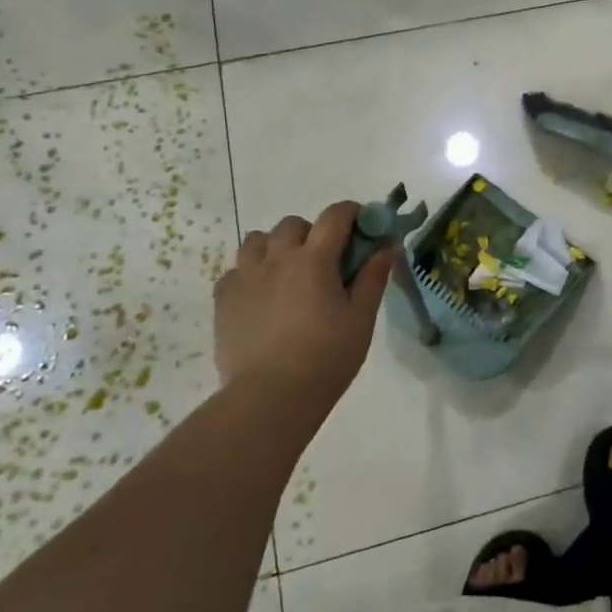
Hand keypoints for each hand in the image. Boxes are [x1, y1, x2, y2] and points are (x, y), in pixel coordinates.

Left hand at [212, 203, 395, 412]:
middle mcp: (276, 258)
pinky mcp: (223, 300)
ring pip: (257, 240)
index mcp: (314, 259)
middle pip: (293, 224)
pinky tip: (262, 298)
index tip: (364, 227)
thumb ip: (374, 277)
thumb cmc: (326, 358)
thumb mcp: (361, 318)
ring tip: (288, 275)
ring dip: (276, 247)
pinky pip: (235, 270)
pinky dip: (250, 273)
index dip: (353, 213)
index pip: (335, 215)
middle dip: (313, 233)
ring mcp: (245, 277)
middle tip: (326, 262)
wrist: (269, 399)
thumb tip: (388, 246)